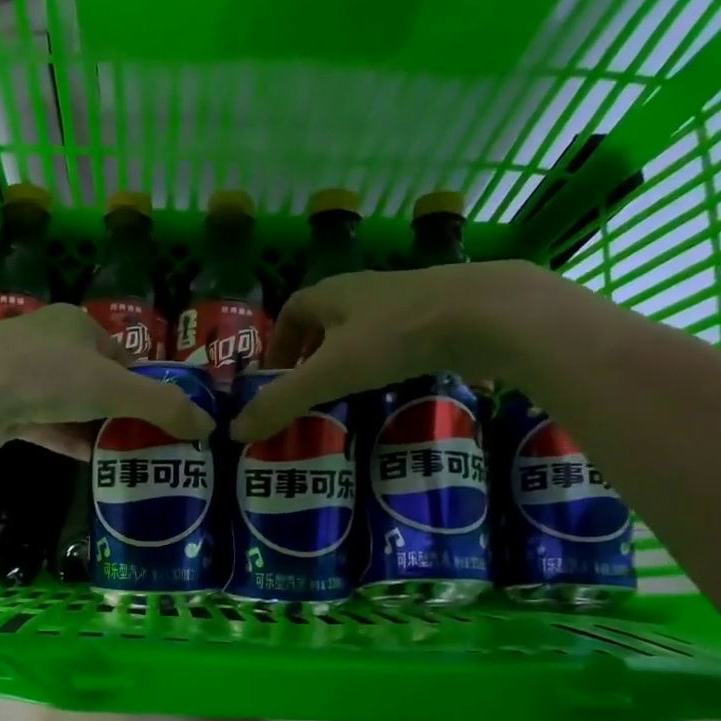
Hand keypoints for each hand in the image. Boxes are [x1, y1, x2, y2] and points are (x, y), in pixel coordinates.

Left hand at [0, 304, 215, 457]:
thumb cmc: (49, 374)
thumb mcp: (116, 387)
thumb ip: (162, 406)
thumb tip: (208, 425)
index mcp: (76, 325)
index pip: (121, 353)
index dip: (145, 381)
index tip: (165, 413)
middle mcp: (47, 344)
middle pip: (94, 379)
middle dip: (119, 408)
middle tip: (149, 439)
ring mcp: (20, 376)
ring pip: (67, 404)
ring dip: (94, 427)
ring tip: (126, 455)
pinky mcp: (2, 409)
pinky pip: (44, 426)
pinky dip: (67, 440)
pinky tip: (90, 461)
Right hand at [229, 260, 576, 440]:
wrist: (486, 313)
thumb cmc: (395, 337)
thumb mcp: (331, 374)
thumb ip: (283, 402)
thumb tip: (235, 432)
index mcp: (331, 293)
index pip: (291, 311)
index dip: (278, 343)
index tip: (276, 377)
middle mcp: (364, 288)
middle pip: (326, 318)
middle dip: (311, 352)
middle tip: (309, 389)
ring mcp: (405, 298)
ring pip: (364, 327)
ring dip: (350, 356)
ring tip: (350, 392)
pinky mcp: (439, 312)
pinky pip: (400, 337)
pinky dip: (388, 359)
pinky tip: (399, 385)